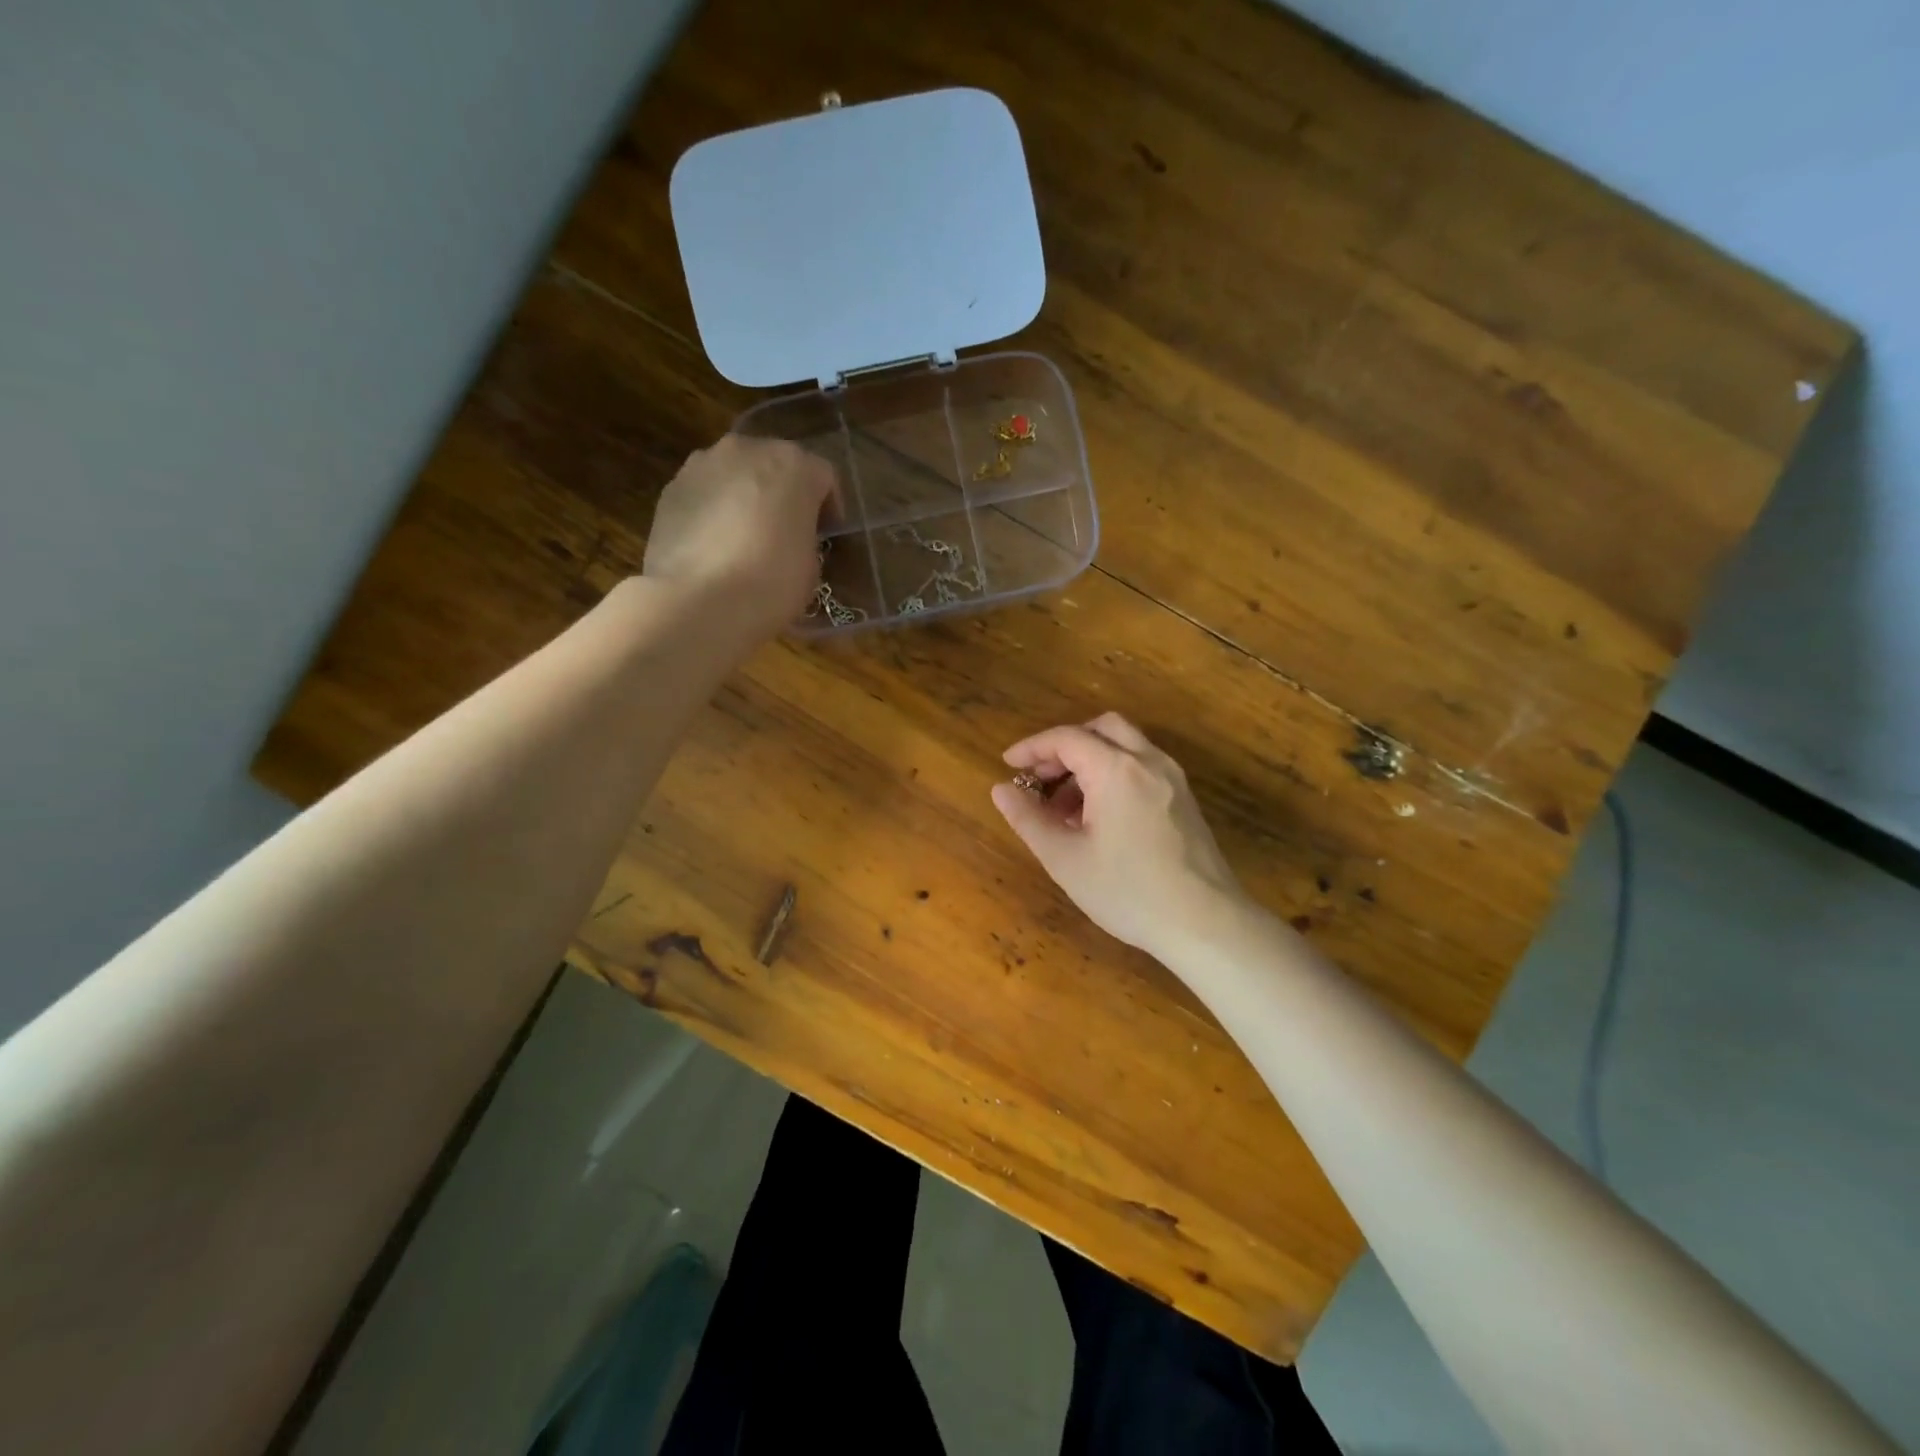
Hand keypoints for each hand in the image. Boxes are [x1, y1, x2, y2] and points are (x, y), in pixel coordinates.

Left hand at [643, 435, 839, 636]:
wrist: (699, 601)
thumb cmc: (771, 583)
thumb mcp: (811, 567)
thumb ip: (805, 538)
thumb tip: (789, 539)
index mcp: (795, 466)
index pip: (823, 476)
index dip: (829, 507)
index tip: (827, 535)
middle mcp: (748, 450)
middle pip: (775, 464)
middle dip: (783, 493)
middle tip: (786, 532)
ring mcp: (703, 464)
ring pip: (735, 474)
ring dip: (745, 497)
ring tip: (745, 538)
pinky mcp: (671, 488)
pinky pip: (704, 493)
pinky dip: (713, 510)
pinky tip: (713, 546)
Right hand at [990, 713, 1246, 960]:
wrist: (1205, 923)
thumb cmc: (1127, 891)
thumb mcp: (1064, 859)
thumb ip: (1028, 818)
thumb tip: (1000, 789)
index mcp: (1116, 769)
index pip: (1066, 738)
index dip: (1032, 748)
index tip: (1008, 766)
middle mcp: (1148, 761)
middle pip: (1101, 728)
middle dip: (1065, 746)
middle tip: (1040, 778)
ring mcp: (1172, 779)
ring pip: (1125, 746)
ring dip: (1090, 761)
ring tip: (1065, 807)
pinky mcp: (1184, 799)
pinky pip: (1142, 767)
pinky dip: (1114, 774)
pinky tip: (1099, 817)